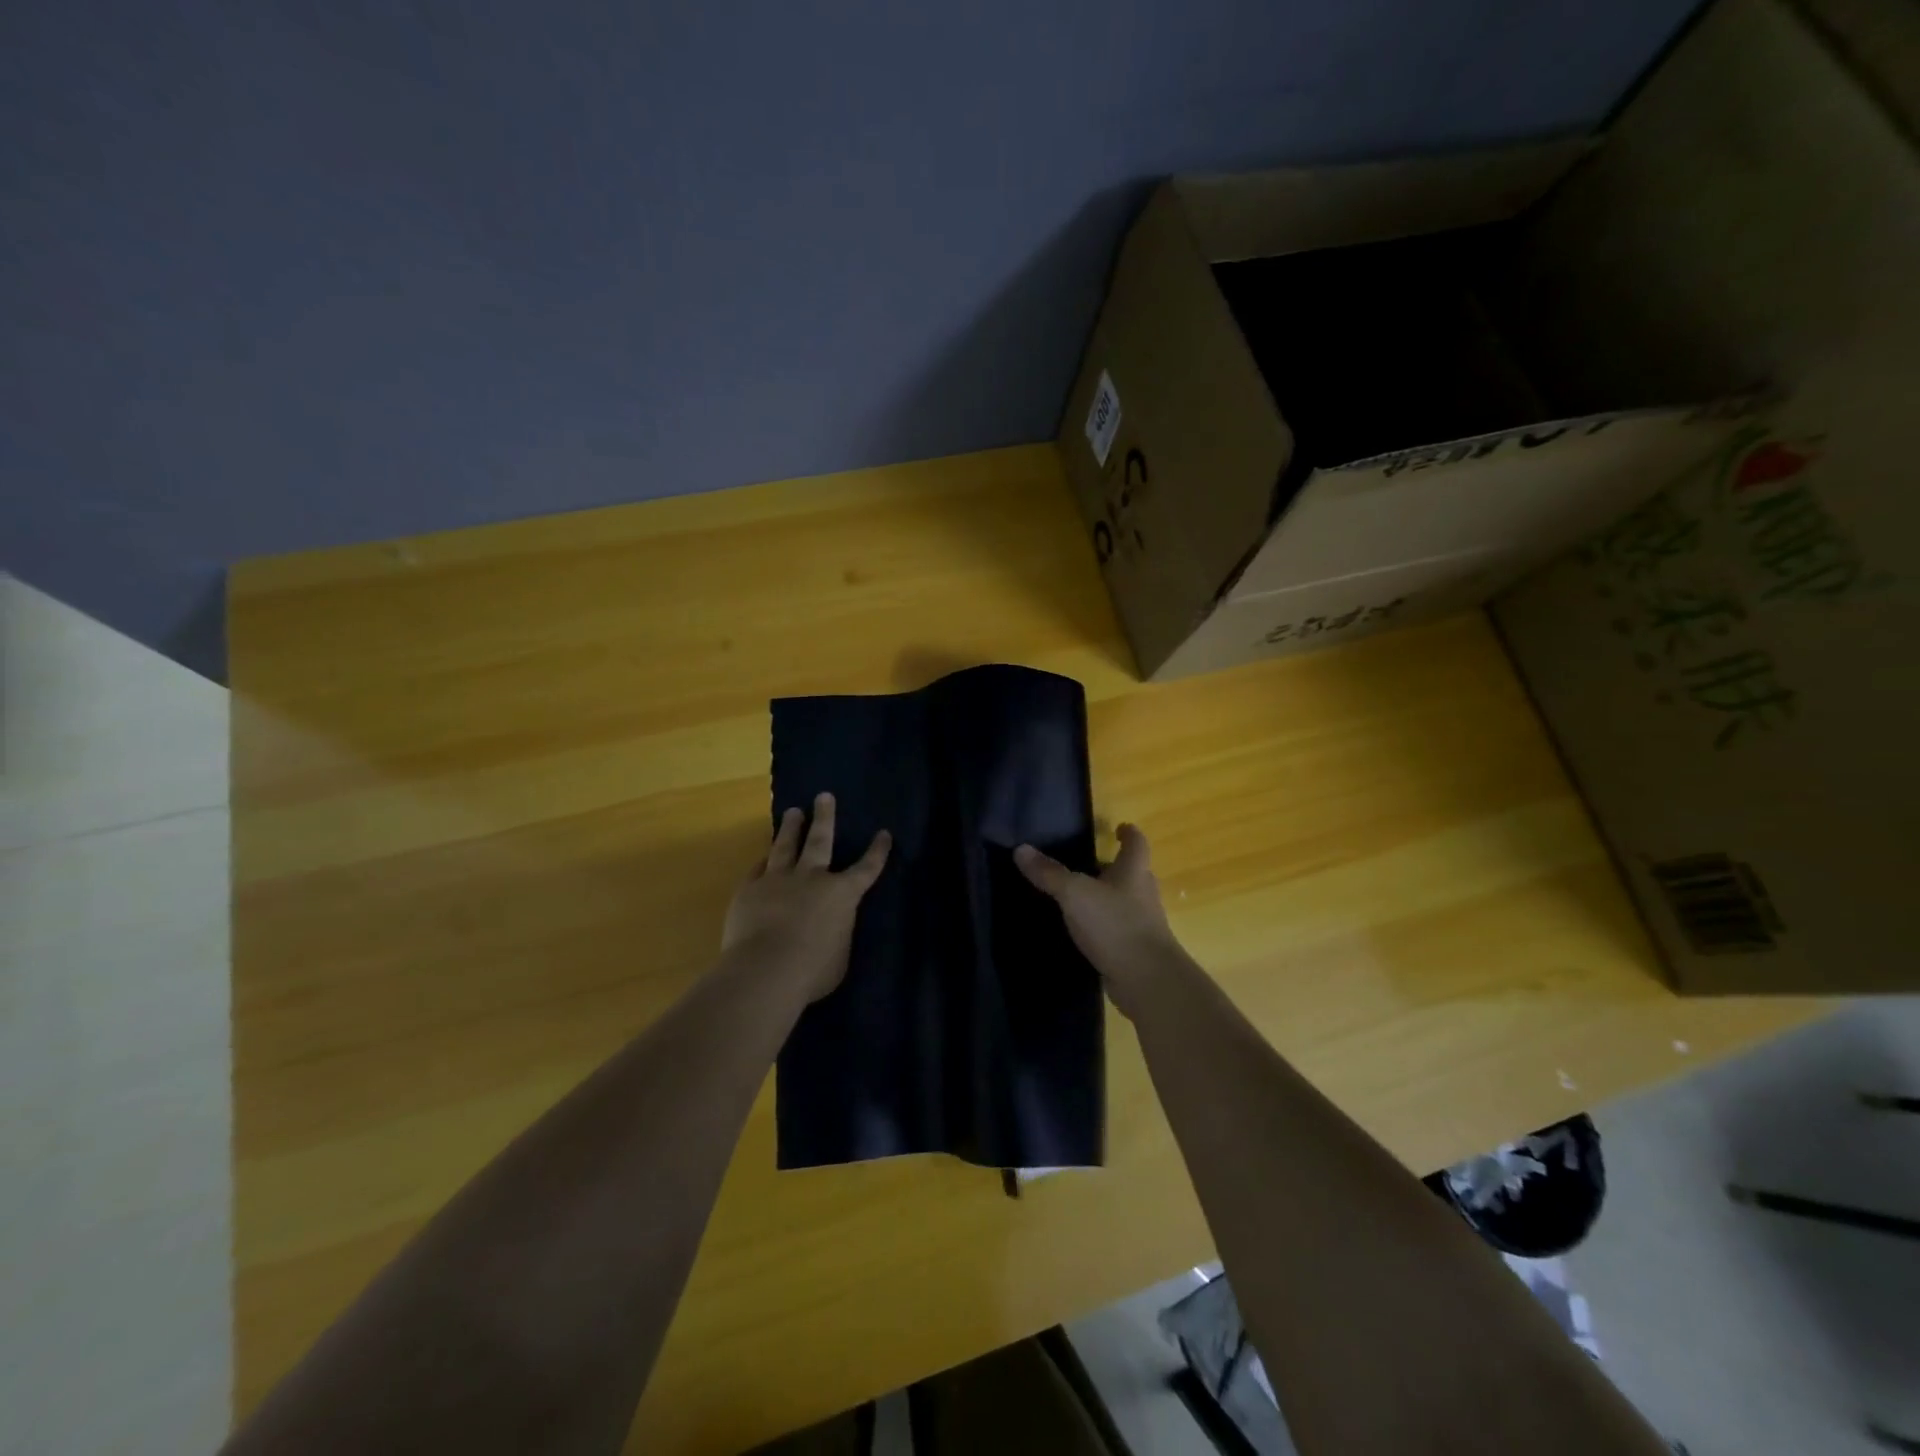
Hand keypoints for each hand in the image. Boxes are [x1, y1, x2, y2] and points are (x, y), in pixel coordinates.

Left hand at [723, 792, 890, 1003]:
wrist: (765, 970)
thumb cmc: (812, 971)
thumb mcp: (839, 956)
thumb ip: (837, 934)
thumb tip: (832, 927)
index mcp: (841, 895)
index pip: (865, 869)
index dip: (877, 852)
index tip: (883, 833)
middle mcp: (811, 878)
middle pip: (820, 841)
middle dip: (825, 817)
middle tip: (824, 796)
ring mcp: (778, 880)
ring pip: (785, 846)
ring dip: (791, 828)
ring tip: (793, 811)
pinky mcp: (749, 890)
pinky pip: (758, 869)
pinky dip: (763, 862)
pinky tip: (763, 856)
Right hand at [1015, 823, 1187, 1015]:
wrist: (1147, 980)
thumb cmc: (1115, 924)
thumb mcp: (1075, 894)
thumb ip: (1049, 873)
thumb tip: (1021, 849)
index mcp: (1134, 872)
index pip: (1136, 843)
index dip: (1128, 833)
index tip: (1119, 828)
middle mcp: (1142, 894)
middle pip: (1131, 873)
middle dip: (1112, 867)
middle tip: (1085, 864)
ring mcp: (1142, 924)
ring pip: (1123, 902)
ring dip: (1105, 898)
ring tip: (1076, 898)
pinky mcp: (1135, 950)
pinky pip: (1117, 930)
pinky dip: (1102, 927)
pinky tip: (1081, 932)